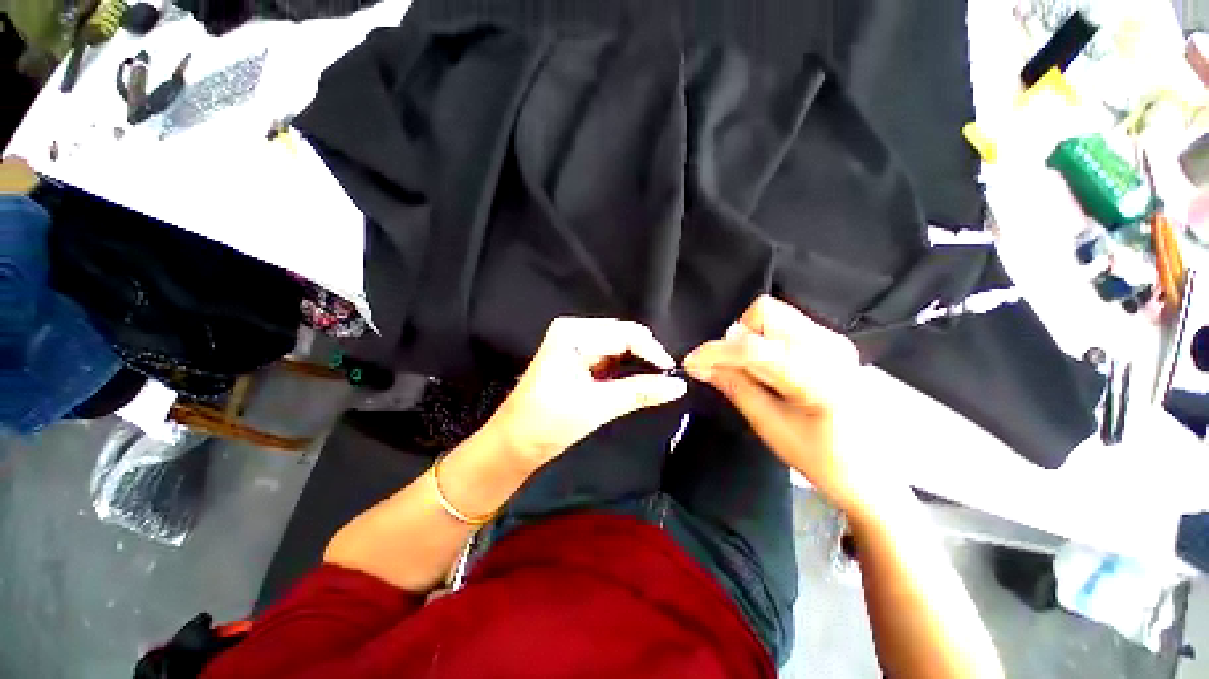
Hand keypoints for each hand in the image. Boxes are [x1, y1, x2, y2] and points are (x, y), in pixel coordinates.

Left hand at [486, 317, 687, 467]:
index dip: (652, 352)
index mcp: (573, 333)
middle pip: (623, 337)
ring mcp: (574, 344)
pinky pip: (609, 358)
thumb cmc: (549, 423)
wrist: (513, 444)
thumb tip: (679, 385)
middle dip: (645, 357)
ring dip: (636, 364)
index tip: (674, 373)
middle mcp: (574, 331)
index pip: (625, 333)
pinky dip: (623, 370)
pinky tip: (634, 382)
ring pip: (618, 348)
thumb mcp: (598, 405)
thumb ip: (640, 391)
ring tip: (654, 382)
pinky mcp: (576, 358)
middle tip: (667, 380)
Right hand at [684, 296, 895, 517]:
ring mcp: (833, 339)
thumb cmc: (825, 460)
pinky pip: (783, 326)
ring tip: (751, 374)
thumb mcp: (771, 427)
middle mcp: (829, 345)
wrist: (874, 475)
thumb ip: (736, 388)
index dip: (715, 351)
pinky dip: (763, 342)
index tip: (690, 363)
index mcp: (819, 374)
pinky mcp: (831, 342)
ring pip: (772, 316)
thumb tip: (700, 366)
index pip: (752, 347)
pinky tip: (768, 371)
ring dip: (748, 339)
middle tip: (729, 370)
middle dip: (736, 338)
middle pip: (763, 313)